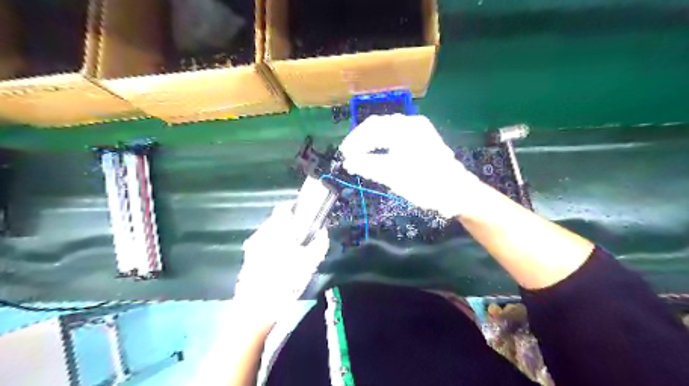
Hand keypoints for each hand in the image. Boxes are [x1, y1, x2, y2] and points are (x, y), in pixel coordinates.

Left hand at [236, 203, 328, 318]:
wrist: (255, 310)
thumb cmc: (284, 285)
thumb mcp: (308, 265)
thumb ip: (318, 244)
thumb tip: (323, 232)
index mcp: (275, 232)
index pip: (283, 208)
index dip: (296, 206)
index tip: (307, 212)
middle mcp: (260, 235)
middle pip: (276, 220)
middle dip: (291, 223)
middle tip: (305, 233)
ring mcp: (252, 247)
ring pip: (269, 232)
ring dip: (282, 234)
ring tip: (295, 248)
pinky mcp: (248, 258)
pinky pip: (264, 244)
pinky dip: (274, 245)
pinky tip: (281, 260)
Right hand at [338, 113, 480, 217]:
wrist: (457, 192)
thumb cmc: (426, 184)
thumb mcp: (394, 176)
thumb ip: (368, 166)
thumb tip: (348, 163)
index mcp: (405, 128)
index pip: (371, 128)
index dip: (354, 141)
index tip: (343, 155)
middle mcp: (412, 123)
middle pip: (378, 126)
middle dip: (361, 140)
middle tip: (349, 156)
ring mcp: (419, 130)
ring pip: (387, 131)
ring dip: (371, 142)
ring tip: (360, 156)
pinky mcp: (422, 139)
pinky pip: (396, 137)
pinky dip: (383, 145)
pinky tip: (377, 154)